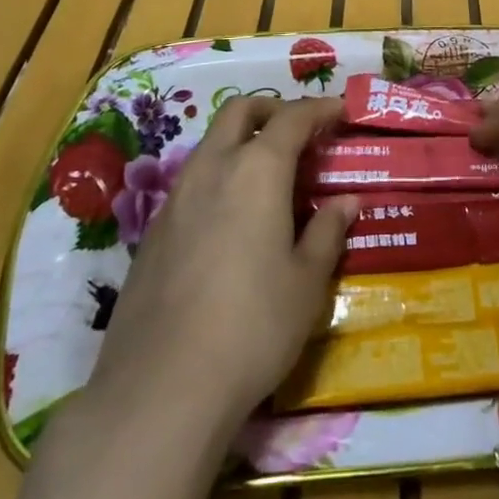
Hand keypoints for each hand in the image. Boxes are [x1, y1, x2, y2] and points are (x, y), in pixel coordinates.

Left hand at [87, 95, 355, 438]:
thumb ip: (327, 232)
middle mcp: (213, 168)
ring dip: (242, 141)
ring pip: (211, 142)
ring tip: (269, 175)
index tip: (340, 112)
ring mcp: (176, 197)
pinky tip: (232, 218)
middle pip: (240, 111)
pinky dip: (219, 175)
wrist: (160, 388)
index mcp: (257, 170)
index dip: (320, 109)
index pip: (293, 118)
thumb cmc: (252, 326)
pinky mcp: (153, 230)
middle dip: (272, 109)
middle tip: (300, 131)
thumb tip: (346, 201)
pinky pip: (192, 180)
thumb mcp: (306, 283)